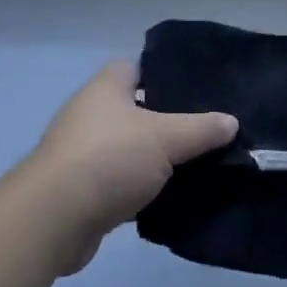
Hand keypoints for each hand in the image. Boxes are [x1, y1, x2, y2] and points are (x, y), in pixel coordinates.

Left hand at [23, 61, 236, 274]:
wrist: (55, 219)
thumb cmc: (109, 159)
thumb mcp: (165, 138)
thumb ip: (201, 129)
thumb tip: (231, 121)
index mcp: (106, 89)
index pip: (136, 68)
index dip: (163, 74)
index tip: (196, 89)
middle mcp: (92, 115)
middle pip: (137, 111)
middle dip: (169, 121)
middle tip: (207, 130)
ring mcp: (85, 154)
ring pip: (132, 150)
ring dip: (157, 160)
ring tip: (200, 164)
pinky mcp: (85, 191)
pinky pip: (123, 183)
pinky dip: (144, 190)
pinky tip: (174, 198)